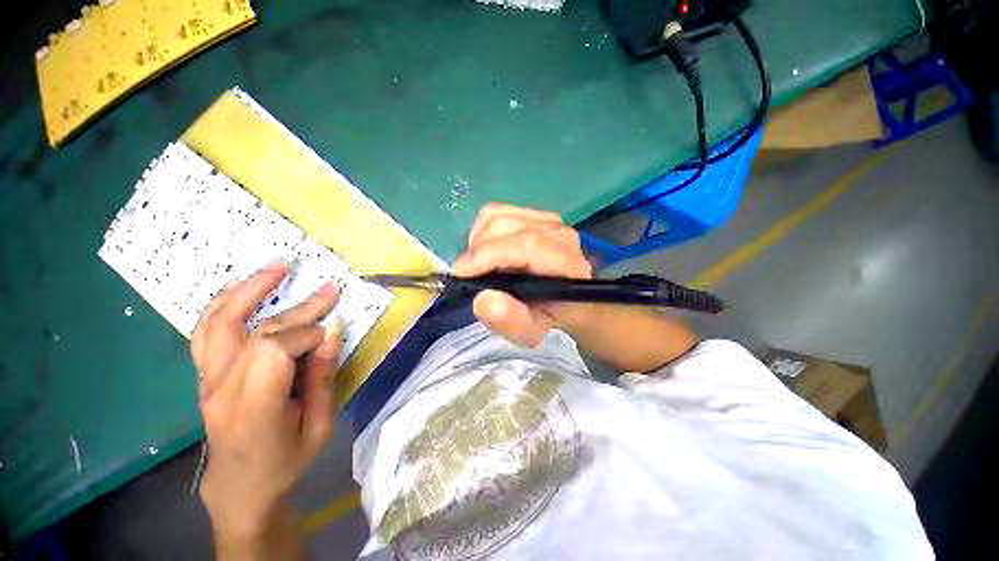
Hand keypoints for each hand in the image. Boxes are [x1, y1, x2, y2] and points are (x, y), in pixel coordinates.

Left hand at [191, 260, 341, 539]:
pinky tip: (240, 285)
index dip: (306, 336)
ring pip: (220, 322)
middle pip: (256, 332)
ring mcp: (206, 379)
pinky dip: (223, 302)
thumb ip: (323, 376)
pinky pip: (207, 330)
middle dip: (299, 309)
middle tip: (329, 289)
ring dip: (250, 289)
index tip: (331, 334)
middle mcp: (222, 389)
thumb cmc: (284, 461)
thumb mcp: (318, 425)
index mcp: (254, 409)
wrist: (239, 485)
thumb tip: (332, 331)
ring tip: (278, 266)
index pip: (273, 352)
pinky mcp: (204, 373)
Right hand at [453, 203, 594, 346]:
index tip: (460, 273)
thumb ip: (511, 321)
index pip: (527, 245)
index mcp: (567, 263)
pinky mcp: (535, 213)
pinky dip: (483, 231)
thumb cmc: (550, 315)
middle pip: (505, 225)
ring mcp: (548, 219)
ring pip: (497, 215)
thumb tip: (482, 299)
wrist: (567, 297)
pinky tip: (489, 252)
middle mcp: (560, 233)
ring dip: (478, 241)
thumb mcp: (532, 330)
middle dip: (477, 250)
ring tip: (481, 266)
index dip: (488, 255)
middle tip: (471, 276)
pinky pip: (498, 212)